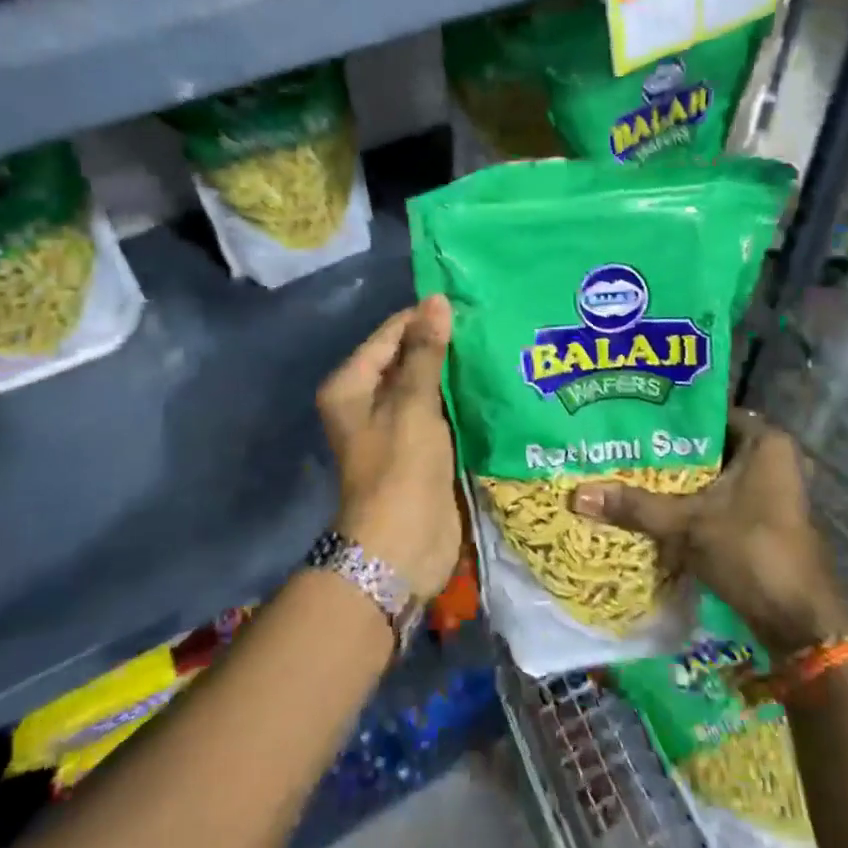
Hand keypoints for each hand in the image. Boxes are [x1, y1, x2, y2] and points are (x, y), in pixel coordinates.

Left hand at [316, 295, 461, 602]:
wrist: (402, 547)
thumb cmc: (401, 469)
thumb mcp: (413, 404)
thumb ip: (426, 352)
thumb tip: (436, 300)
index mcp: (351, 386)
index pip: (389, 335)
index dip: (423, 317)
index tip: (467, 302)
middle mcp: (367, 401)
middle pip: (406, 358)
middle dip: (442, 344)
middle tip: (488, 321)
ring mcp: (394, 426)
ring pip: (426, 385)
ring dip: (454, 371)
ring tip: (496, 345)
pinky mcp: (419, 447)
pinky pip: (440, 411)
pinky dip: (460, 399)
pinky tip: (491, 383)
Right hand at [571, 408, 847, 653]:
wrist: (798, 624)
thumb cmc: (752, 553)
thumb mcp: (688, 525)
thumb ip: (636, 506)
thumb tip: (577, 494)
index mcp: (767, 443)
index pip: (710, 412)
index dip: (671, 413)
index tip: (631, 412)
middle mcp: (773, 459)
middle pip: (708, 445)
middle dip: (667, 448)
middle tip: (621, 442)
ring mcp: (769, 491)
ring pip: (712, 474)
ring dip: (677, 478)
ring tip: (626, 468)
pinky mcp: (762, 520)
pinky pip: (718, 498)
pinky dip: (690, 501)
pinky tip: (650, 503)